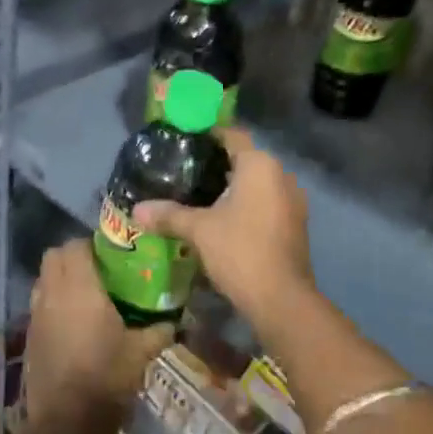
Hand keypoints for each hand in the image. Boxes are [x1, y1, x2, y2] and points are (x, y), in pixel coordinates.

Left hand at [25, 241, 172, 420]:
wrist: (66, 422)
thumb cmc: (106, 377)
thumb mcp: (142, 352)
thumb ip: (159, 329)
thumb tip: (175, 319)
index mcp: (80, 288)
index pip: (75, 245)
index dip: (92, 245)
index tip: (113, 256)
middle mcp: (52, 294)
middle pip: (53, 256)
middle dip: (74, 257)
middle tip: (100, 272)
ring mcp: (36, 315)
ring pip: (43, 280)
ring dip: (60, 279)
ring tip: (86, 296)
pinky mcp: (29, 337)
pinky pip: (40, 306)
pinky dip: (53, 304)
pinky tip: (74, 325)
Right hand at [133, 128, 312, 319]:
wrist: (281, 298)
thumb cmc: (239, 251)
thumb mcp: (199, 230)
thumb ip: (169, 215)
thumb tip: (137, 210)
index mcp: (260, 165)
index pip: (232, 134)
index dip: (208, 135)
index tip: (183, 142)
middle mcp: (281, 175)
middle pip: (245, 159)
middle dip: (216, 164)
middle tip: (184, 172)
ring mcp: (293, 201)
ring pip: (257, 184)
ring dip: (232, 188)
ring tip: (199, 196)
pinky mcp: (295, 224)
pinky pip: (267, 203)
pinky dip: (246, 206)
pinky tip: (223, 220)